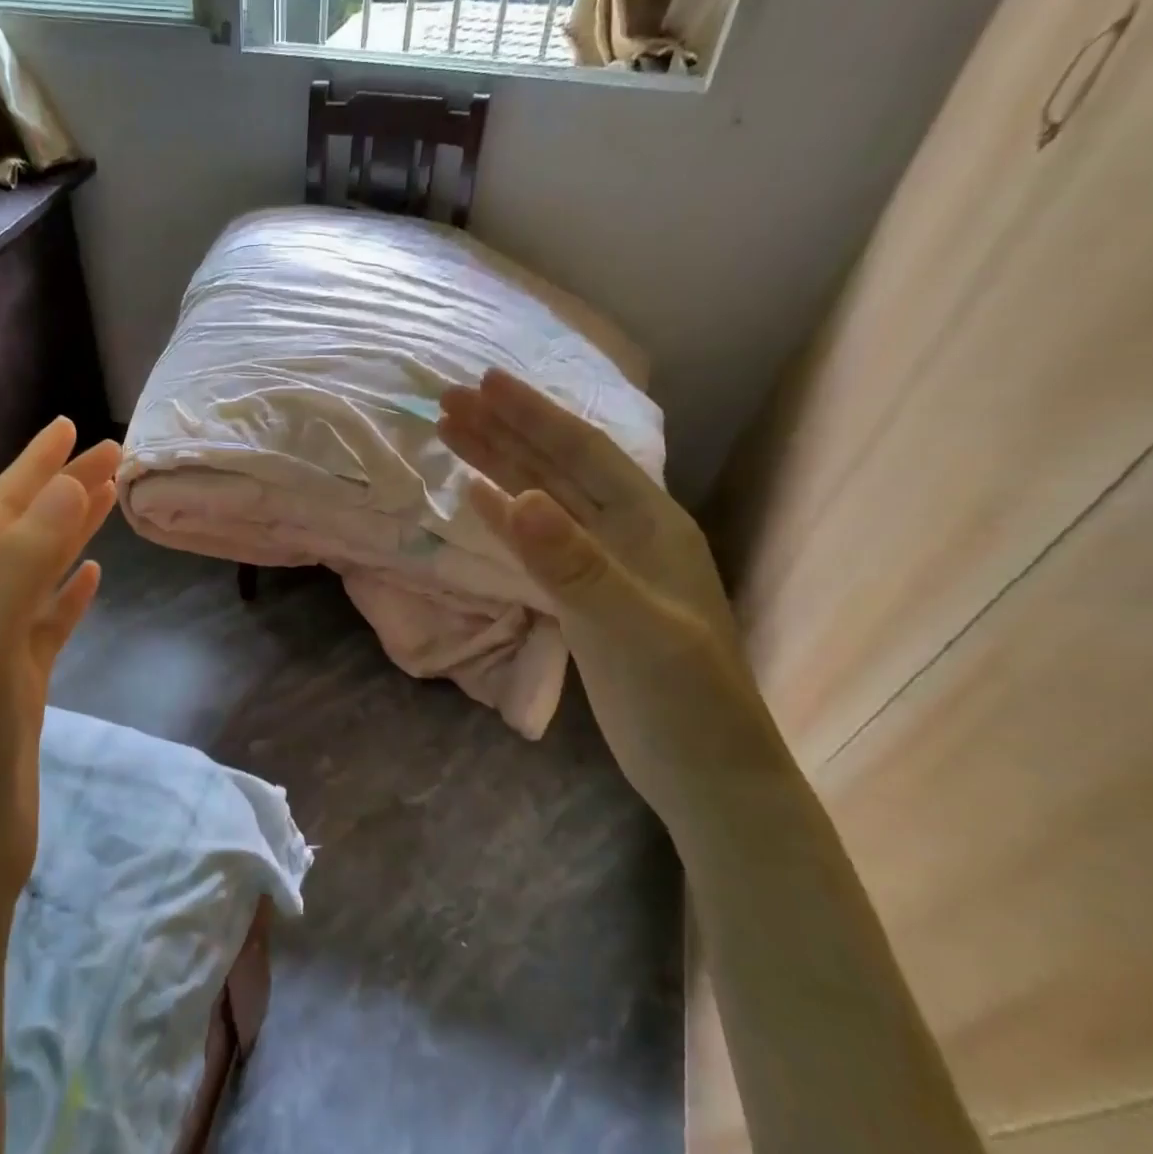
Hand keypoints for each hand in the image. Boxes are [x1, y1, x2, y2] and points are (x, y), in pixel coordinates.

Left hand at [0, 417, 118, 901]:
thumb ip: (19, 563)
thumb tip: (66, 486)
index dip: (34, 466)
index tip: (71, 427)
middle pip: (21, 533)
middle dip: (62, 489)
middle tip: (110, 454)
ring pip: (37, 573)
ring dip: (69, 532)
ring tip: (106, 501)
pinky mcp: (19, 686)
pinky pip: (47, 622)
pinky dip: (68, 593)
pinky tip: (91, 578)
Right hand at [439, 370, 800, 827]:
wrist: (704, 772)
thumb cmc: (681, 701)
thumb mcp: (631, 630)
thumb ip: (573, 564)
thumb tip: (514, 495)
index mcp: (650, 525)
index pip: (582, 453)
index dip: (532, 415)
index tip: (482, 382)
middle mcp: (629, 533)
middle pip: (558, 467)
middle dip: (505, 430)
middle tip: (448, 401)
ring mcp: (607, 566)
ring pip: (546, 499)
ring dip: (501, 464)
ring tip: (453, 435)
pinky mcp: (587, 597)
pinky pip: (540, 540)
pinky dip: (508, 516)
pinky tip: (482, 499)